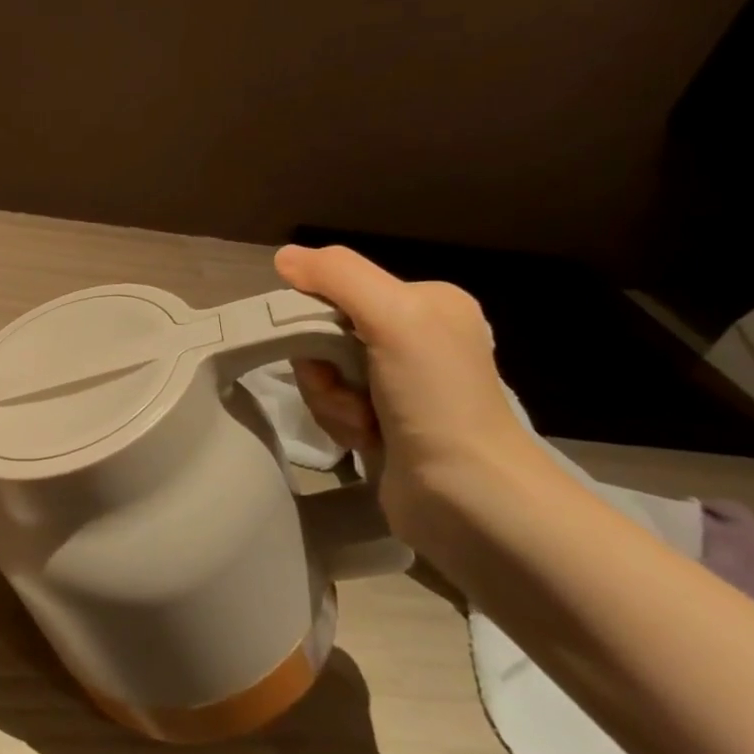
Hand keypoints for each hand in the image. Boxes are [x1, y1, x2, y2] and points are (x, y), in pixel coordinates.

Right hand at [273, 244, 548, 549]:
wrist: (469, 497)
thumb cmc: (436, 398)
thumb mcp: (393, 317)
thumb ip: (338, 276)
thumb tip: (284, 257)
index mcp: (427, 302)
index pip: (338, 290)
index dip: (315, 318)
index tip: (324, 349)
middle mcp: (416, 337)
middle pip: (325, 334)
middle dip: (323, 369)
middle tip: (348, 393)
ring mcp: (401, 383)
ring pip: (324, 374)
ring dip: (330, 401)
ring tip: (364, 425)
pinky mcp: (386, 423)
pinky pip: (333, 406)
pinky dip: (339, 423)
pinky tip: (366, 440)